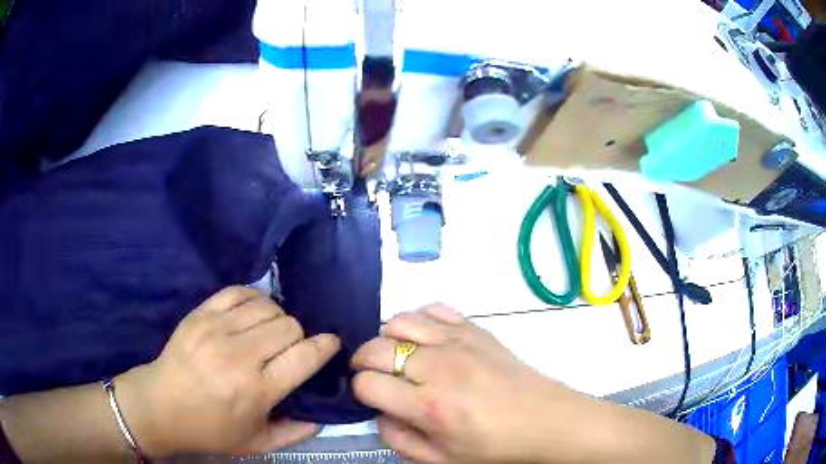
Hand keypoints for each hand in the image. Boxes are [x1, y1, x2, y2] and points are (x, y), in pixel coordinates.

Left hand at [116, 286, 340, 455]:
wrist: (160, 406)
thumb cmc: (210, 430)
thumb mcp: (258, 444)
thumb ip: (296, 432)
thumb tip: (323, 414)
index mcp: (256, 390)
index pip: (305, 356)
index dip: (325, 346)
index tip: (330, 344)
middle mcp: (239, 356)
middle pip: (289, 326)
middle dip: (299, 337)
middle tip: (290, 350)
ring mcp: (216, 330)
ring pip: (267, 307)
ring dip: (277, 319)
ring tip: (269, 333)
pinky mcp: (200, 314)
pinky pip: (239, 291)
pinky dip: (254, 299)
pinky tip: (252, 314)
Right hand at [351, 304, 595, 463]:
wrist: (544, 420)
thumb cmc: (493, 446)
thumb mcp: (440, 459)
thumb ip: (398, 439)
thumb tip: (378, 412)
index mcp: (428, 406)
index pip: (367, 384)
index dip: (360, 390)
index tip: (370, 396)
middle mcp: (438, 367)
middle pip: (376, 348)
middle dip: (364, 361)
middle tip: (373, 374)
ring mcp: (457, 341)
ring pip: (399, 321)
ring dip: (387, 337)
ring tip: (396, 354)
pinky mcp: (475, 328)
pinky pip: (434, 308)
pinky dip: (418, 318)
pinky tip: (423, 338)